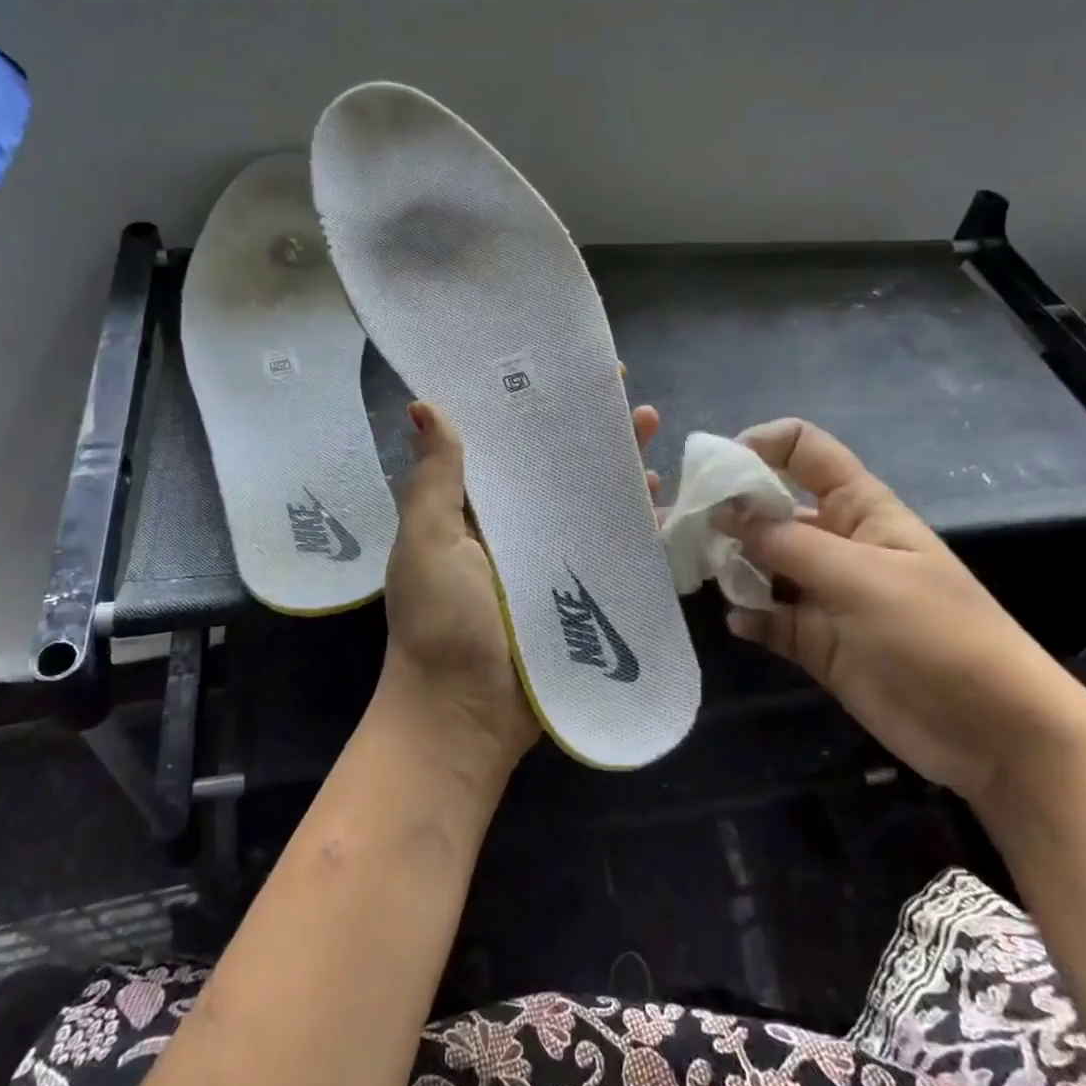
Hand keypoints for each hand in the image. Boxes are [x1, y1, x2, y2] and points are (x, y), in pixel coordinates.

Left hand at [380, 398, 661, 777]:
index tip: (557, 369)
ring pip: (587, 499)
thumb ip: (435, 478)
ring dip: (614, 465)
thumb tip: (425, 404)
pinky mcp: (578, 590)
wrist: (465, 716)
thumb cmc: (439, 624)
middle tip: (618, 390)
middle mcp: (511, 525)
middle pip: (553, 465)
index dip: (528, 405)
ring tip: (648, 428)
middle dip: (584, 427)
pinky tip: (659, 497)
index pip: (502, 442)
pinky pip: (611, 546)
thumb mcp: (427, 542)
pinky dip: (634, 521)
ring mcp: (548, 557)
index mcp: (470, 508)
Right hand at [720, 418, 1085, 802]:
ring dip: (731, 564)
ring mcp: (824, 593)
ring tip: (704, 575)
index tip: (715, 471)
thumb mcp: (861, 578)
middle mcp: (836, 543)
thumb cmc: (937, 634)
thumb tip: (725, 512)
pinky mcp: (816, 641)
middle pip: (771, 507)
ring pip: (762, 563)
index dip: (760, 446)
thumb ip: (788, 543)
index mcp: (858, 509)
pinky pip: (769, 618)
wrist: (993, 732)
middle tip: (684, 529)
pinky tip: (739, 623)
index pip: (804, 451)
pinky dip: (749, 616)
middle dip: (728, 511)